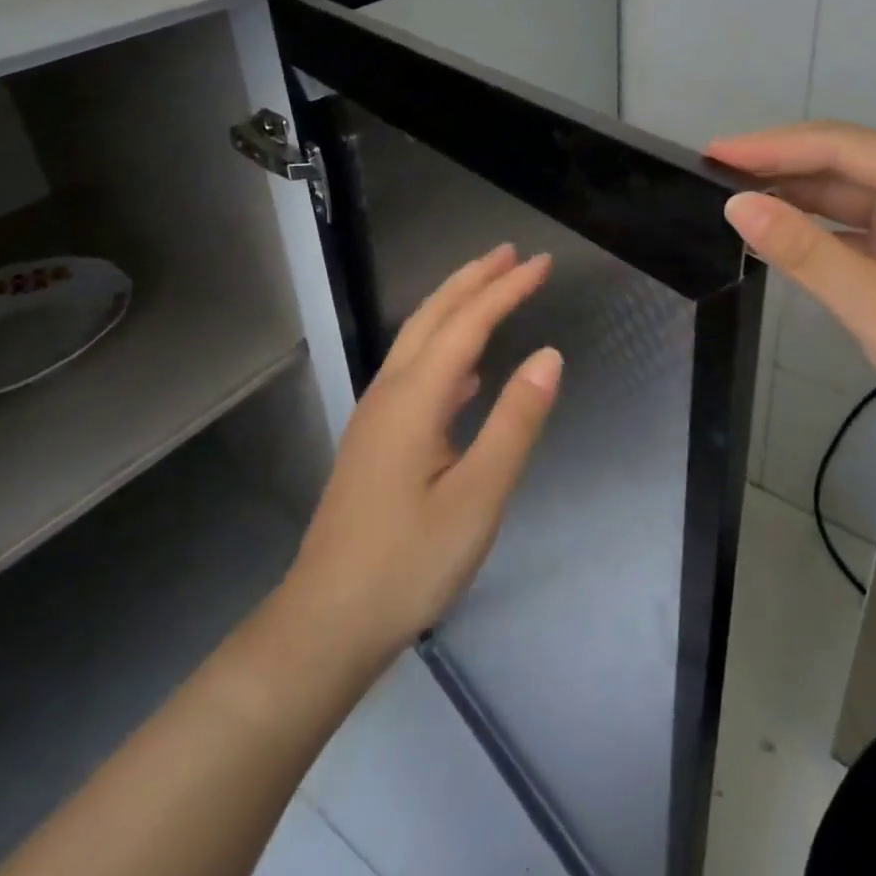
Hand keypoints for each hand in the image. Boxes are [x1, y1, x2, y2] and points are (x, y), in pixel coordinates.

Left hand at [283, 244, 561, 662]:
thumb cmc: (408, 563)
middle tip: (512, 253)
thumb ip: (515, 423)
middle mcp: (390, 393)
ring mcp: (377, 416)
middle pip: (434, 317)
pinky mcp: (376, 440)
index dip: (507, 289)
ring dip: (456, 307)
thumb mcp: (478, 498)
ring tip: (491, 290)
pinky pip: (414, 373)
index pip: (468, 324)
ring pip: (419, 341)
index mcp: (415, 399)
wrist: (327, 622)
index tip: (543, 263)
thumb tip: (549, 356)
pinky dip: (444, 351)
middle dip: (473, 280)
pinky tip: (466, 372)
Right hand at [707, 123, 875, 449]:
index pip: (845, 147)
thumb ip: (806, 252)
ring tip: (732, 196)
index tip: (714, 152)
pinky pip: (858, 224)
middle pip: (845, 162)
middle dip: (780, 167)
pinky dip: (817, 228)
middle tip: (712, 172)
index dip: (774, 147)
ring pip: (848, 192)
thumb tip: (736, 206)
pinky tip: (776, 230)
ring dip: (794, 196)